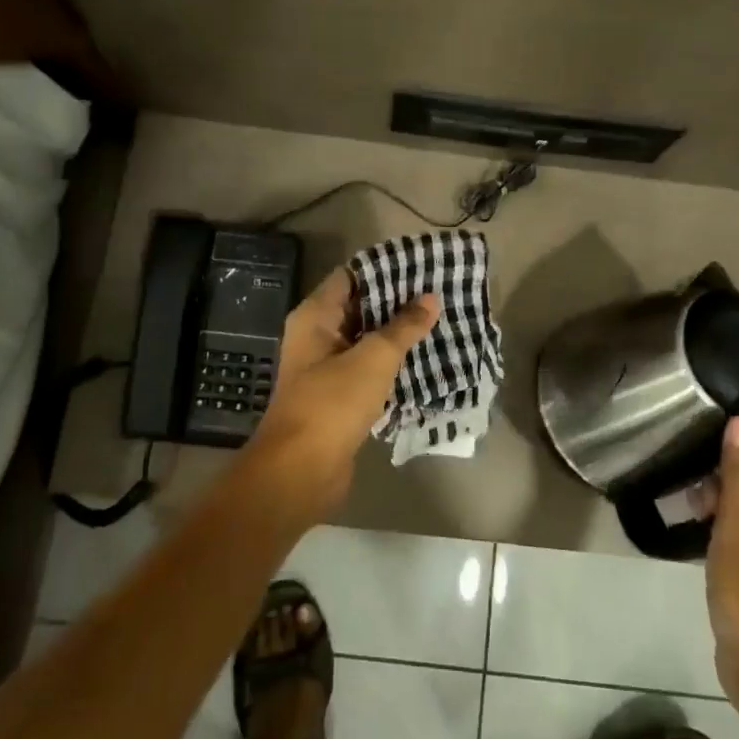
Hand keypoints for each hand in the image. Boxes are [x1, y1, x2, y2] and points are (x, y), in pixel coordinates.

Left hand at [239, 267, 438, 527]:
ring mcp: (326, 369)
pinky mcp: (338, 398)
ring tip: (438, 323)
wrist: (300, 472)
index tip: (420, 266)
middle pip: (359, 308)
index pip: (350, 277)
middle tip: (438, 294)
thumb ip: (403, 326)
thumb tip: (430, 297)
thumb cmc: (332, 404)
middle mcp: (316, 337)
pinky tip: (424, 361)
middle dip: (396, 302)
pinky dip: (391, 365)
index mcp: (315, 317)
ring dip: (396, 335)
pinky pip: (368, 371)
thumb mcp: (373, 358)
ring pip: (366, 341)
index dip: (383, 269)